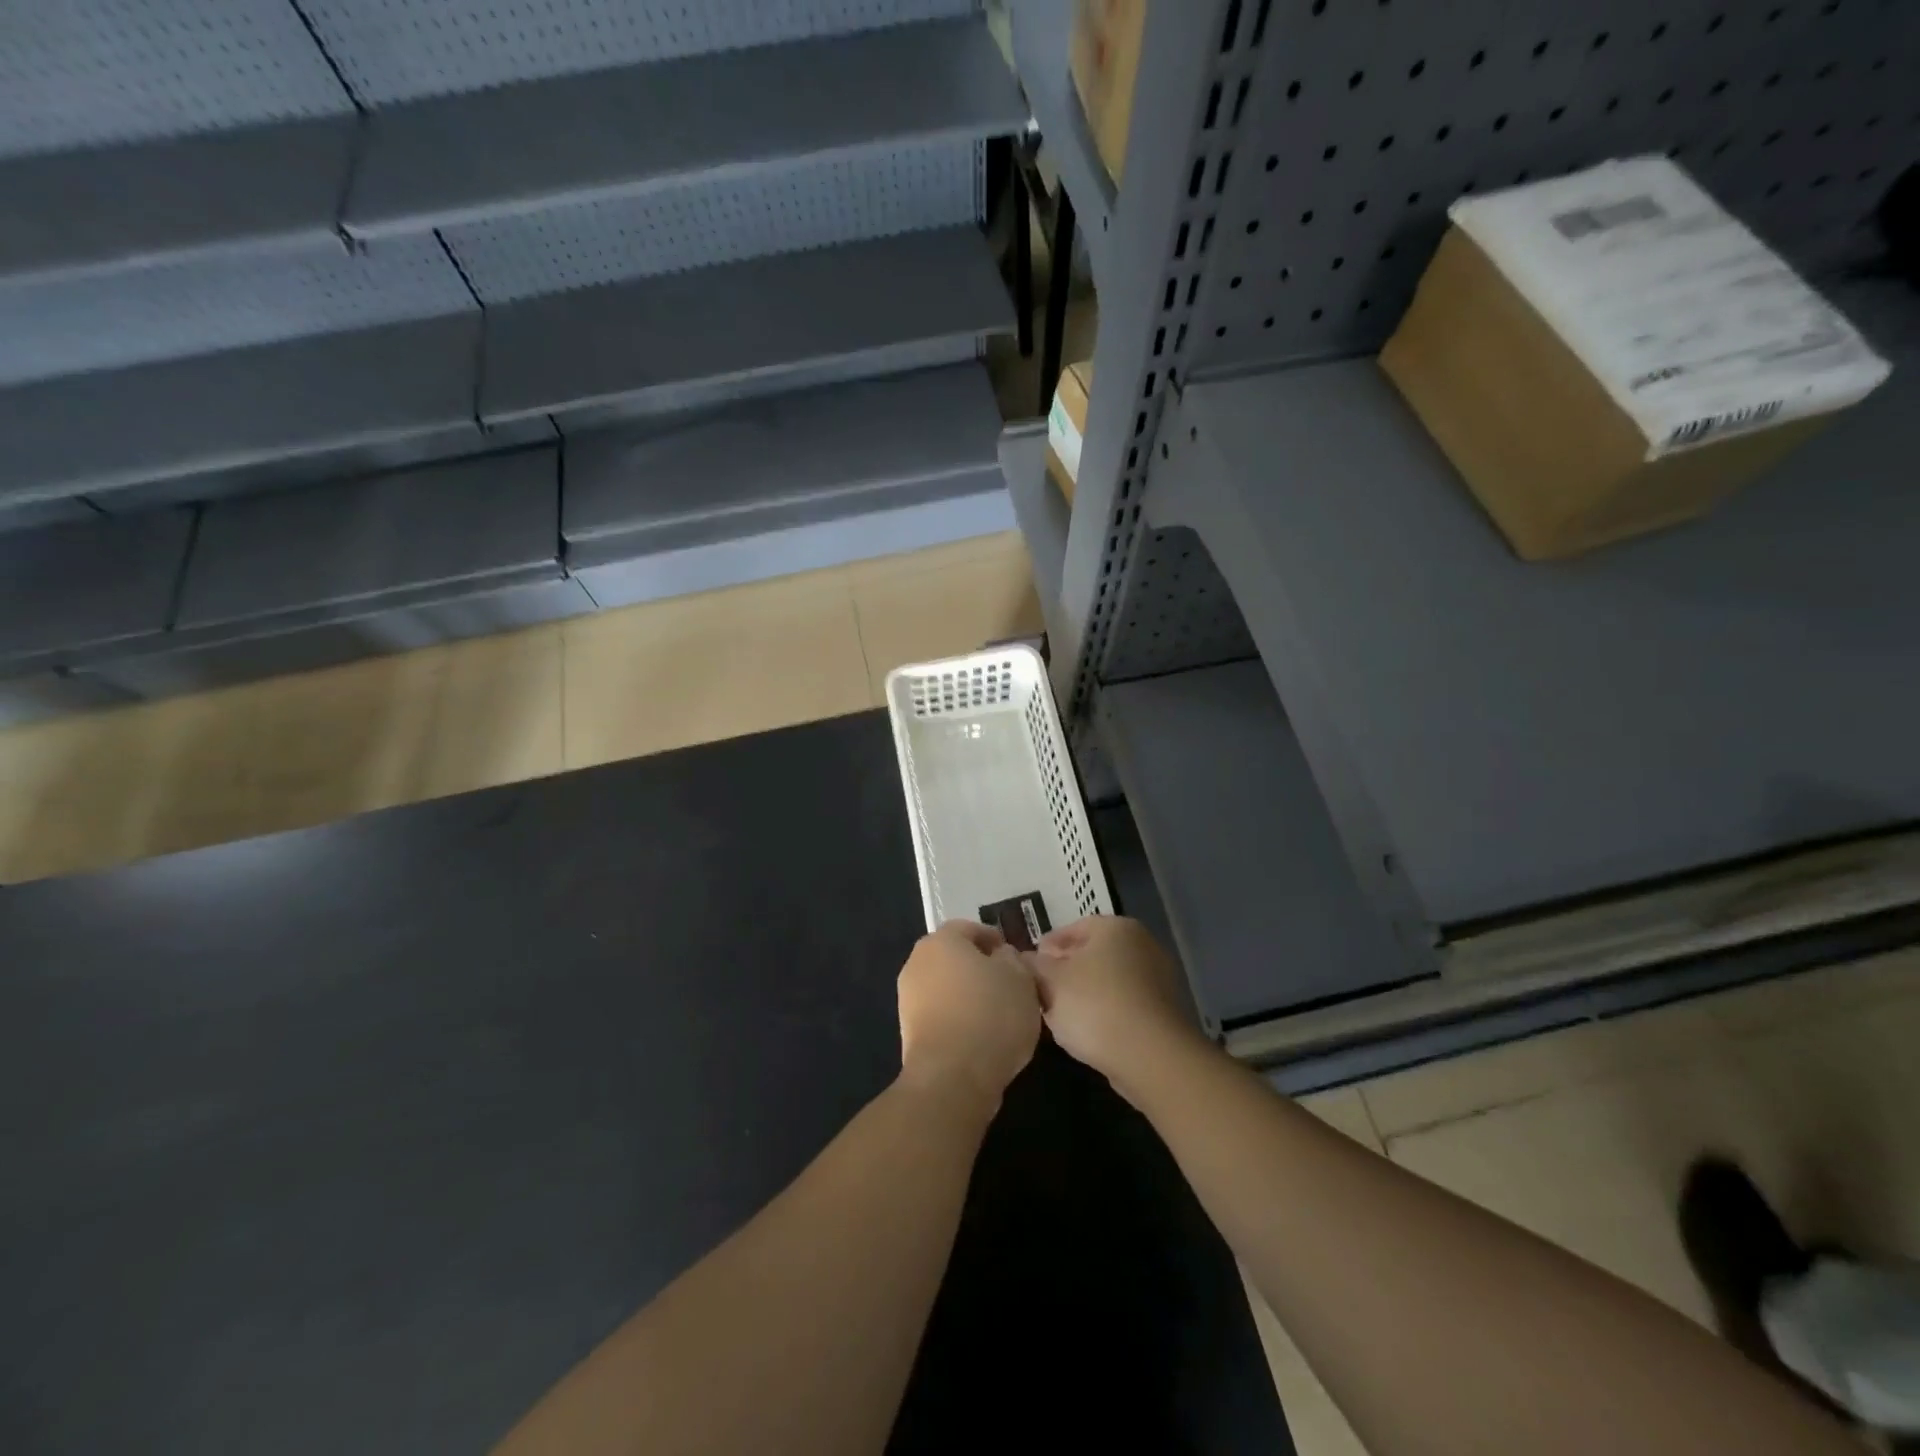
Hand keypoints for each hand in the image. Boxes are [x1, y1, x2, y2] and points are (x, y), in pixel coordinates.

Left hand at [897, 921, 1042, 1103]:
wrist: (952, 1077)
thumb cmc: (991, 1015)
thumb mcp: (1020, 979)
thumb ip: (1012, 959)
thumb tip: (1001, 957)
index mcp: (942, 940)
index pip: (970, 929)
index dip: (995, 940)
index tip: (1015, 958)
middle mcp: (918, 962)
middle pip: (954, 958)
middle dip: (980, 968)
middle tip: (1009, 986)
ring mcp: (908, 998)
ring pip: (946, 987)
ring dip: (968, 994)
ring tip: (998, 1015)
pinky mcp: (909, 1031)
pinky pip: (940, 1014)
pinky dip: (959, 1019)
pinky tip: (981, 1037)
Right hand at [1029, 916, 1204, 1097]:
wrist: (1151, 1056)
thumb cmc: (1095, 1005)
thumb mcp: (1051, 982)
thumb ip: (1033, 965)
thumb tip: (1025, 959)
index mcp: (1115, 927)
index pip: (1074, 928)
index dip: (1048, 946)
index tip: (1030, 965)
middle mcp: (1142, 944)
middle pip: (1094, 953)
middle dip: (1066, 969)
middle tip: (1041, 989)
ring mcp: (1159, 978)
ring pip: (1110, 979)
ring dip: (1086, 992)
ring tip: (1061, 1014)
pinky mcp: (1165, 1012)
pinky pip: (1126, 1003)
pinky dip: (1106, 1011)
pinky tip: (1089, 1031)